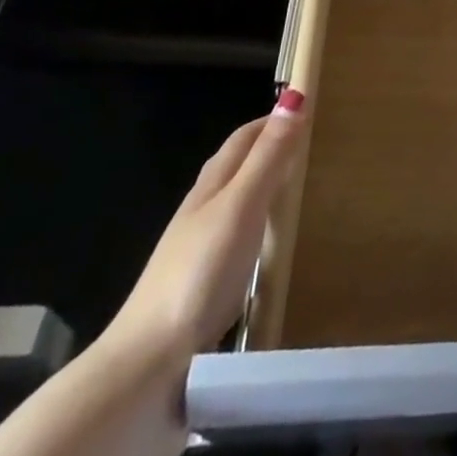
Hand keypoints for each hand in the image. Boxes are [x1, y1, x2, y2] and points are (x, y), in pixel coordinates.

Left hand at [100, 91, 308, 366]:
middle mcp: (201, 210)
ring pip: (234, 204)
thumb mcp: (242, 205)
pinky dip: (256, 229)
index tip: (304, 110)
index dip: (270, 121)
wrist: (149, 360)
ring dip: (262, 190)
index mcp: (211, 185)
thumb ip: (269, 156)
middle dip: (267, 151)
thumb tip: (296, 95)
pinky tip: (266, 247)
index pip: (242, 139)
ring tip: (295, 191)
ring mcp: (198, 249)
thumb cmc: (201, 269)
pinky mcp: (201, 285)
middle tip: (307, 147)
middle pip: (235, 168)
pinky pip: (235, 240)